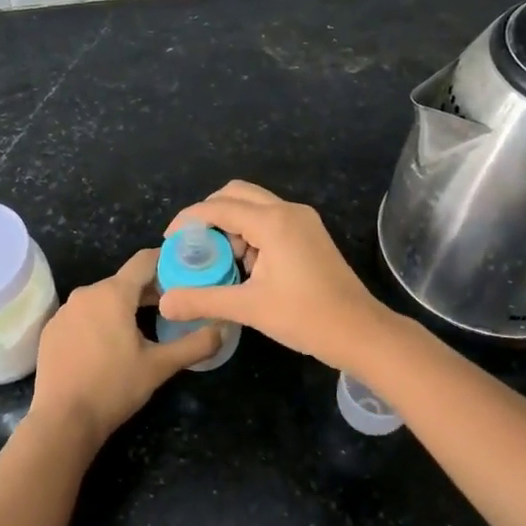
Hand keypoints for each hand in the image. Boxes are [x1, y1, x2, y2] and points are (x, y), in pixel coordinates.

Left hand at [29, 248, 220, 450]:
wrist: (63, 420)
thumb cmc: (114, 387)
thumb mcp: (160, 366)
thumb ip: (195, 344)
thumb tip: (222, 330)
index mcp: (113, 293)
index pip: (145, 260)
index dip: (167, 262)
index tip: (185, 274)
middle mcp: (86, 293)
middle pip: (124, 281)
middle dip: (149, 290)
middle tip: (172, 309)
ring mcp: (65, 311)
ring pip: (102, 298)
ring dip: (124, 307)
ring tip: (143, 329)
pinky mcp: (52, 330)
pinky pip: (83, 315)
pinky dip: (100, 321)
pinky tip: (109, 347)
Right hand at [158, 181, 390, 370]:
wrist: (360, 332)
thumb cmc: (305, 317)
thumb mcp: (249, 308)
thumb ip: (203, 300)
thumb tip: (165, 302)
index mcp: (272, 222)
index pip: (218, 207)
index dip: (189, 220)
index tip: (169, 240)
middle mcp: (288, 211)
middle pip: (236, 193)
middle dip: (209, 214)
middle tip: (192, 244)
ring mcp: (303, 220)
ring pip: (255, 206)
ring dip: (231, 224)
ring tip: (220, 260)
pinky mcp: (310, 234)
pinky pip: (270, 219)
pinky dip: (250, 232)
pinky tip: (246, 266)